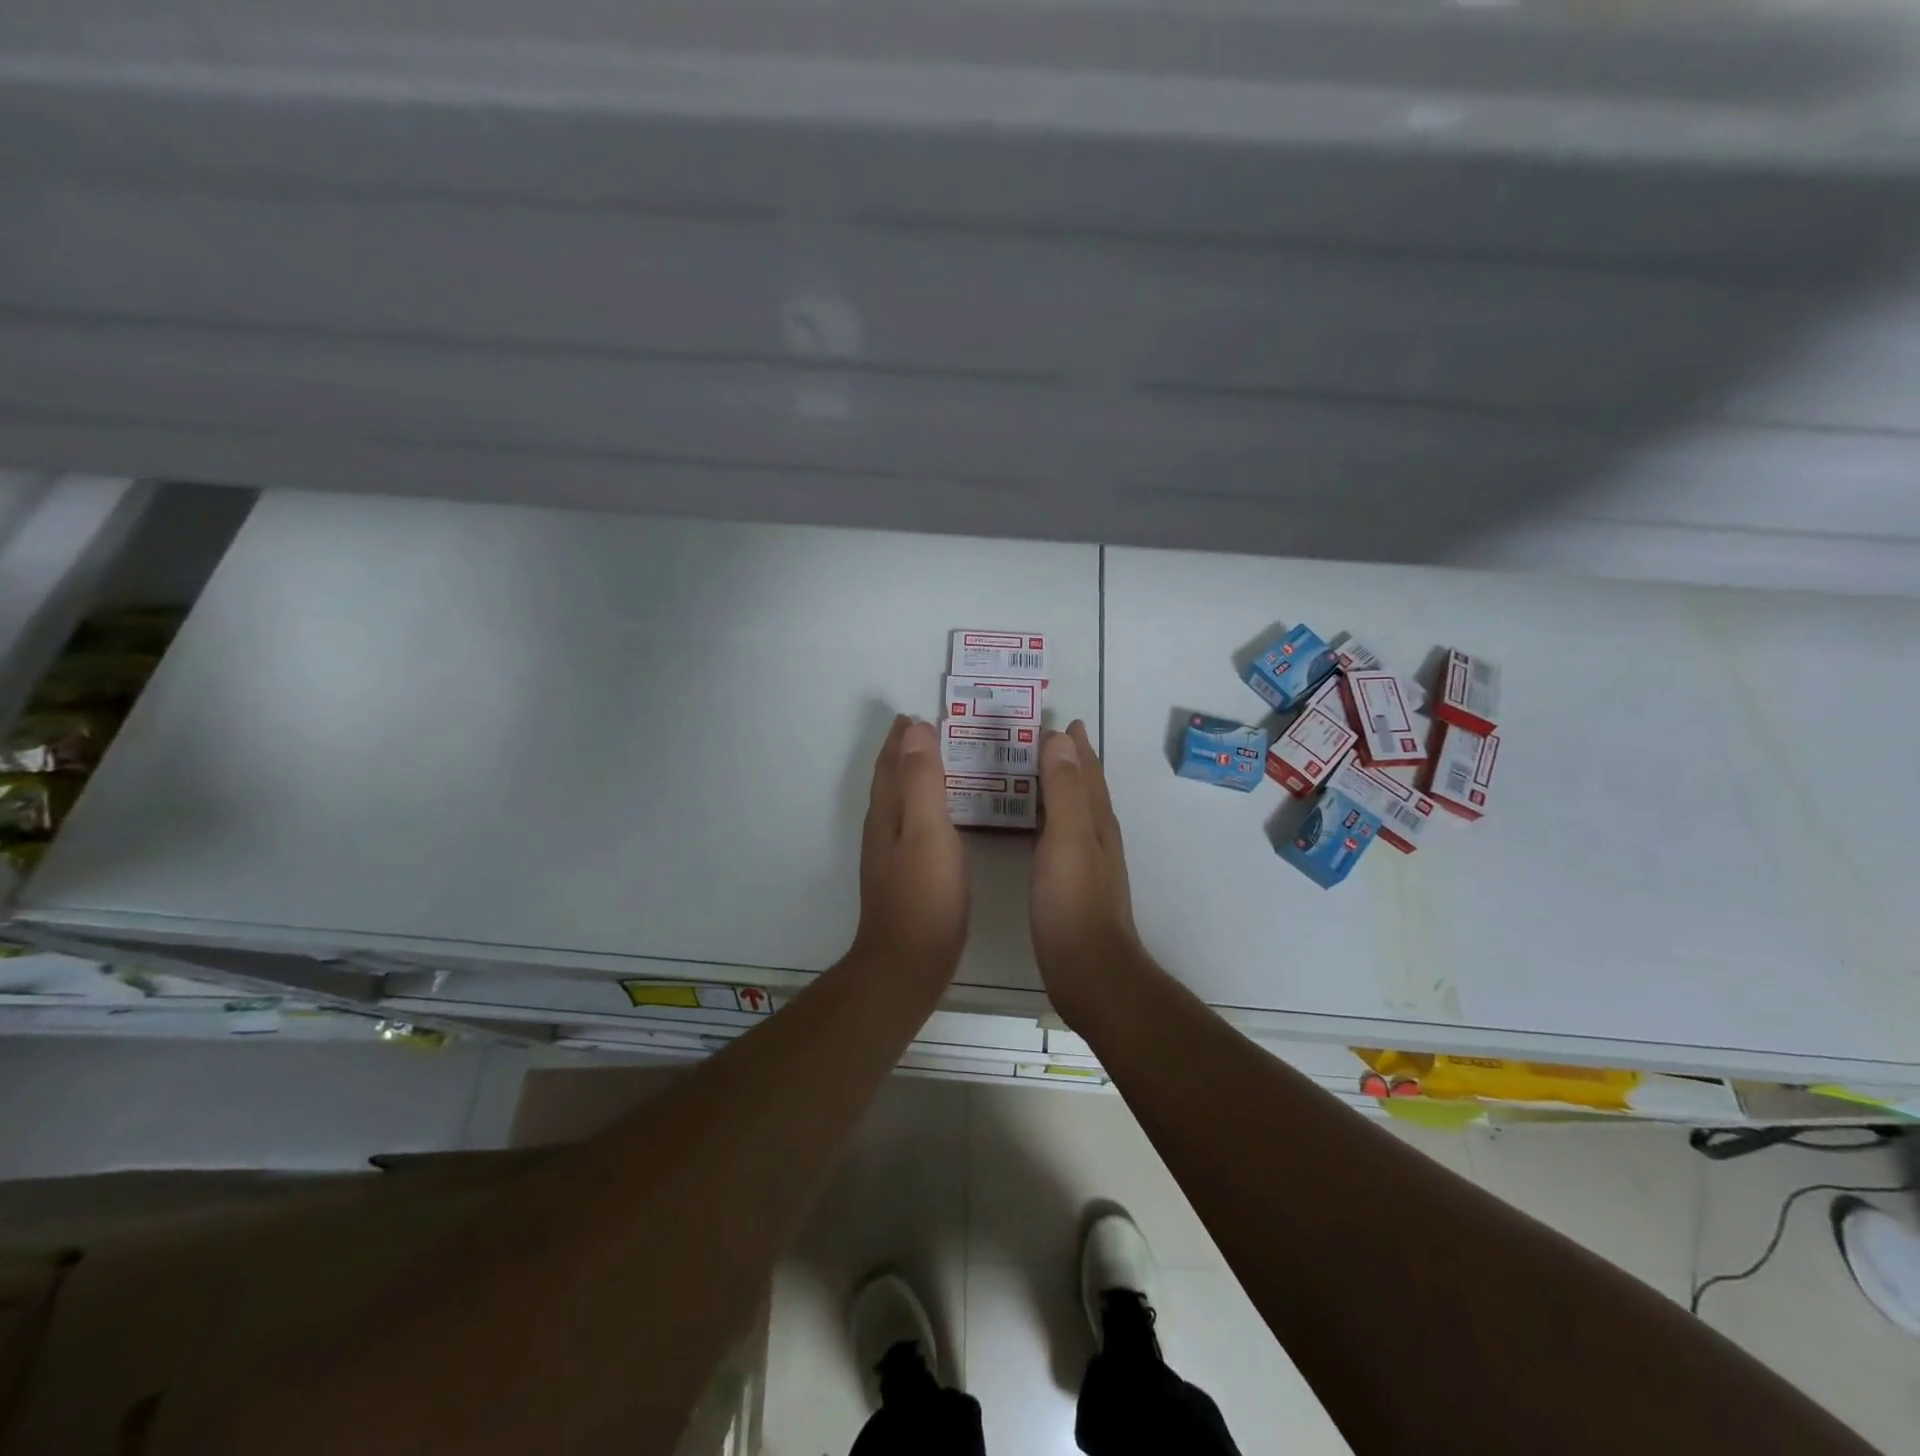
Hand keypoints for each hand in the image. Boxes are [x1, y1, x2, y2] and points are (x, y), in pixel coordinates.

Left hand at [852, 716, 969, 981]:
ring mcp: (890, 856)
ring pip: (898, 804)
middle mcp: (882, 830)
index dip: (901, 740)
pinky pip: (910, 825)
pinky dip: (920, 807)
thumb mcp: (928, 831)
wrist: (906, 964)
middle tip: (922, 732)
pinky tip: (936, 819)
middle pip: (889, 781)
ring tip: (932, 764)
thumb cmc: (925, 897)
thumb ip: (922, 781)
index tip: (916, 715)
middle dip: (902, 754)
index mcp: (888, 814)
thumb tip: (915, 730)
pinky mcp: (903, 877)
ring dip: (910, 779)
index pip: (891, 765)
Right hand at [1032, 721, 1139, 1027]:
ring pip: (1075, 812)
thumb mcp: (1067, 838)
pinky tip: (1036, 828)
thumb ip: (1063, 790)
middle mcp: (1097, 837)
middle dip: (1071, 761)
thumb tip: (1060, 739)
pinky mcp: (1073, 886)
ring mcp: (1087, 863)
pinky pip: (1061, 836)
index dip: (1076, 747)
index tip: (1062, 721)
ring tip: (1037, 773)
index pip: (1087, 772)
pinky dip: (1050, 819)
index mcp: (1096, 821)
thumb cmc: (1073, 903)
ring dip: (1060, 788)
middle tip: (1047, 739)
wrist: (1089, 970)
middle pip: (1085, 789)